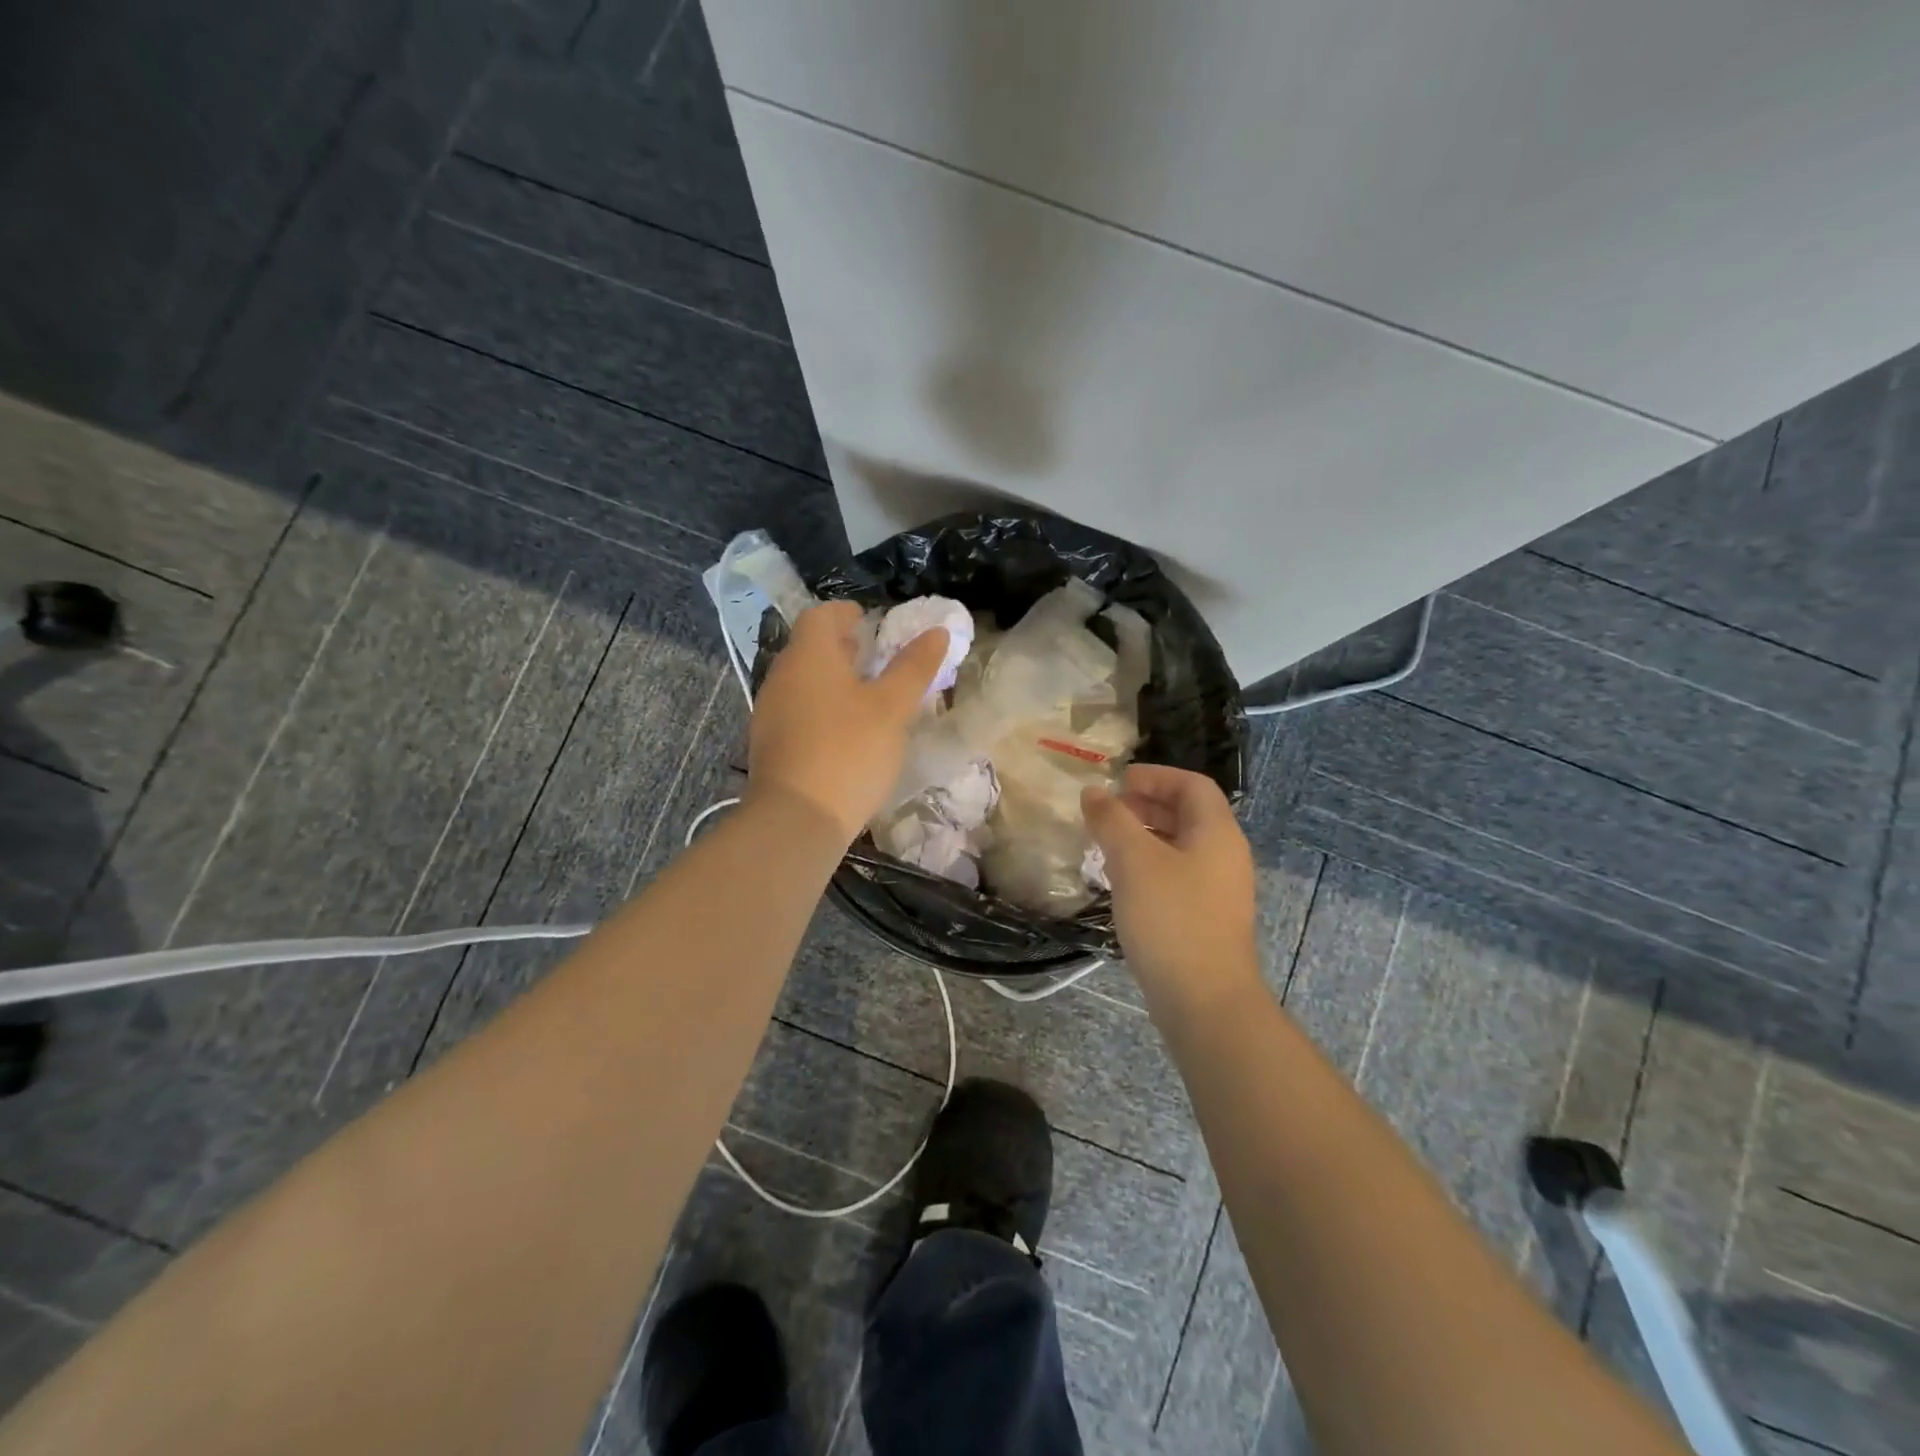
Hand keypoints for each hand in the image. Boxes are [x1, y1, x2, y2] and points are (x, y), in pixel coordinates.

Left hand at [748, 601, 948, 841]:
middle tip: (875, 655)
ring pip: (803, 680)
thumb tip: (937, 631)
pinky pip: (797, 709)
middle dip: (842, 646)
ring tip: (865, 694)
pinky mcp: (769, 743)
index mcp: (809, 656)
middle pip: (810, 647)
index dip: (847, 613)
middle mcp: (782, 675)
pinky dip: (821, 706)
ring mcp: (770, 711)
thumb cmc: (849, 751)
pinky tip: (844, 731)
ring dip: (832, 679)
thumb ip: (914, 667)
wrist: (797, 818)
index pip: (822, 615)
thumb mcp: (892, 708)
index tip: (871, 620)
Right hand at [1082, 765, 1261, 1016]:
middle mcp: (1225, 856)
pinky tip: (1121, 884)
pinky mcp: (1206, 919)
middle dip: (1146, 806)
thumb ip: (1112, 820)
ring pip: (1180, 847)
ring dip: (1144, 838)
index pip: (1192, 785)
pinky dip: (1149, 867)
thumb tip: (1094, 792)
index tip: (1118, 781)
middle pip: (1188, 814)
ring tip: (1106, 845)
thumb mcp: (1134, 861)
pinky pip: (1177, 876)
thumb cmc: (1171, 918)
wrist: (1205, 1001)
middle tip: (1107, 811)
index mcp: (1217, 833)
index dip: (1156, 776)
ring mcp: (1218, 891)